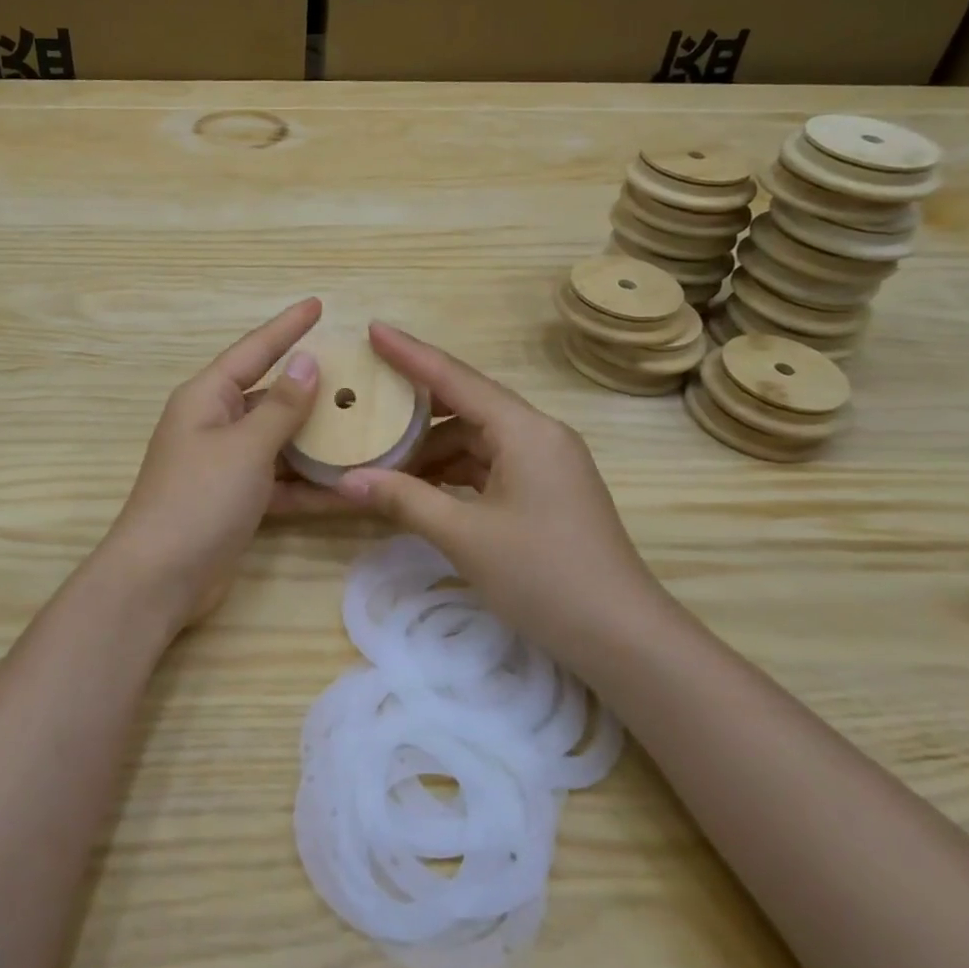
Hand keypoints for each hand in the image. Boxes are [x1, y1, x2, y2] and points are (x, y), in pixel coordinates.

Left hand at [99, 298, 348, 629]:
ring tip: (366, 428)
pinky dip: (309, 485)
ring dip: (317, 441)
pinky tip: (350, 487)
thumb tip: (307, 361)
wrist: (159, 579)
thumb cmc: (198, 499)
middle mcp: (215, 425)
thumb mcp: (245, 447)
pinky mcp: (237, 502)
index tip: (318, 305)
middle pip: (271, 396)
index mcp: (207, 398)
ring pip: (280, 442)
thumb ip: (281, 406)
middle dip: (311, 389)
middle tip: (358, 375)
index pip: (254, 350)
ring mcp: (226, 466)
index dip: (287, 327)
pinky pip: (280, 482)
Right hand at [336, 324, 668, 643]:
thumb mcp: (465, 537)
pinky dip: (453, 471)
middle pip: (467, 404)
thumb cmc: (544, 577)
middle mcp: (538, 434)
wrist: (622, 638)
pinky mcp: (545, 491)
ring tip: (381, 454)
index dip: (411, 353)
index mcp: (525, 430)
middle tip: (368, 395)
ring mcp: (546, 463)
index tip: (373, 329)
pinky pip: (489, 465)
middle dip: (416, 404)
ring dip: (432, 447)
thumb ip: (404, 500)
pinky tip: (420, 485)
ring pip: (476, 439)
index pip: (457, 378)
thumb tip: (346, 480)